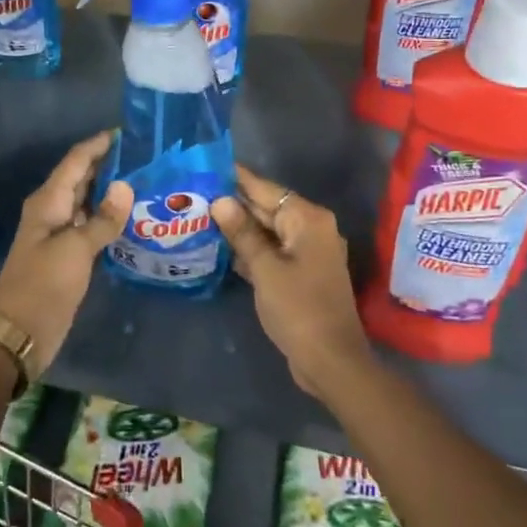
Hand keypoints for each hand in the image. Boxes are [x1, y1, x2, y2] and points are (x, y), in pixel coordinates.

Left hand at [0, 131, 132, 372]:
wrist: (19, 332)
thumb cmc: (44, 285)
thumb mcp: (76, 249)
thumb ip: (102, 219)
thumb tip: (125, 185)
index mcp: (48, 201)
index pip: (76, 160)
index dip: (99, 144)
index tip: (128, 131)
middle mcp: (53, 210)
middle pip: (82, 176)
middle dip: (109, 163)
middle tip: (145, 154)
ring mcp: (59, 233)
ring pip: (87, 200)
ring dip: (110, 189)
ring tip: (145, 178)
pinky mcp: (67, 255)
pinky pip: (90, 224)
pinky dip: (108, 216)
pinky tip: (132, 216)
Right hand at [213, 165, 372, 398]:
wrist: (331, 361)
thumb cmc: (298, 309)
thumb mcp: (265, 269)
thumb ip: (242, 233)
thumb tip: (221, 200)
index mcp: (308, 220)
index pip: (266, 189)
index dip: (236, 179)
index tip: (207, 166)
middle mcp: (312, 229)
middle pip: (268, 208)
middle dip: (234, 204)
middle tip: (195, 195)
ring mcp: (309, 252)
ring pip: (269, 231)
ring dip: (240, 228)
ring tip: (200, 217)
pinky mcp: (303, 273)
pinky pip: (273, 250)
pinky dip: (252, 249)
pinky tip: (222, 248)